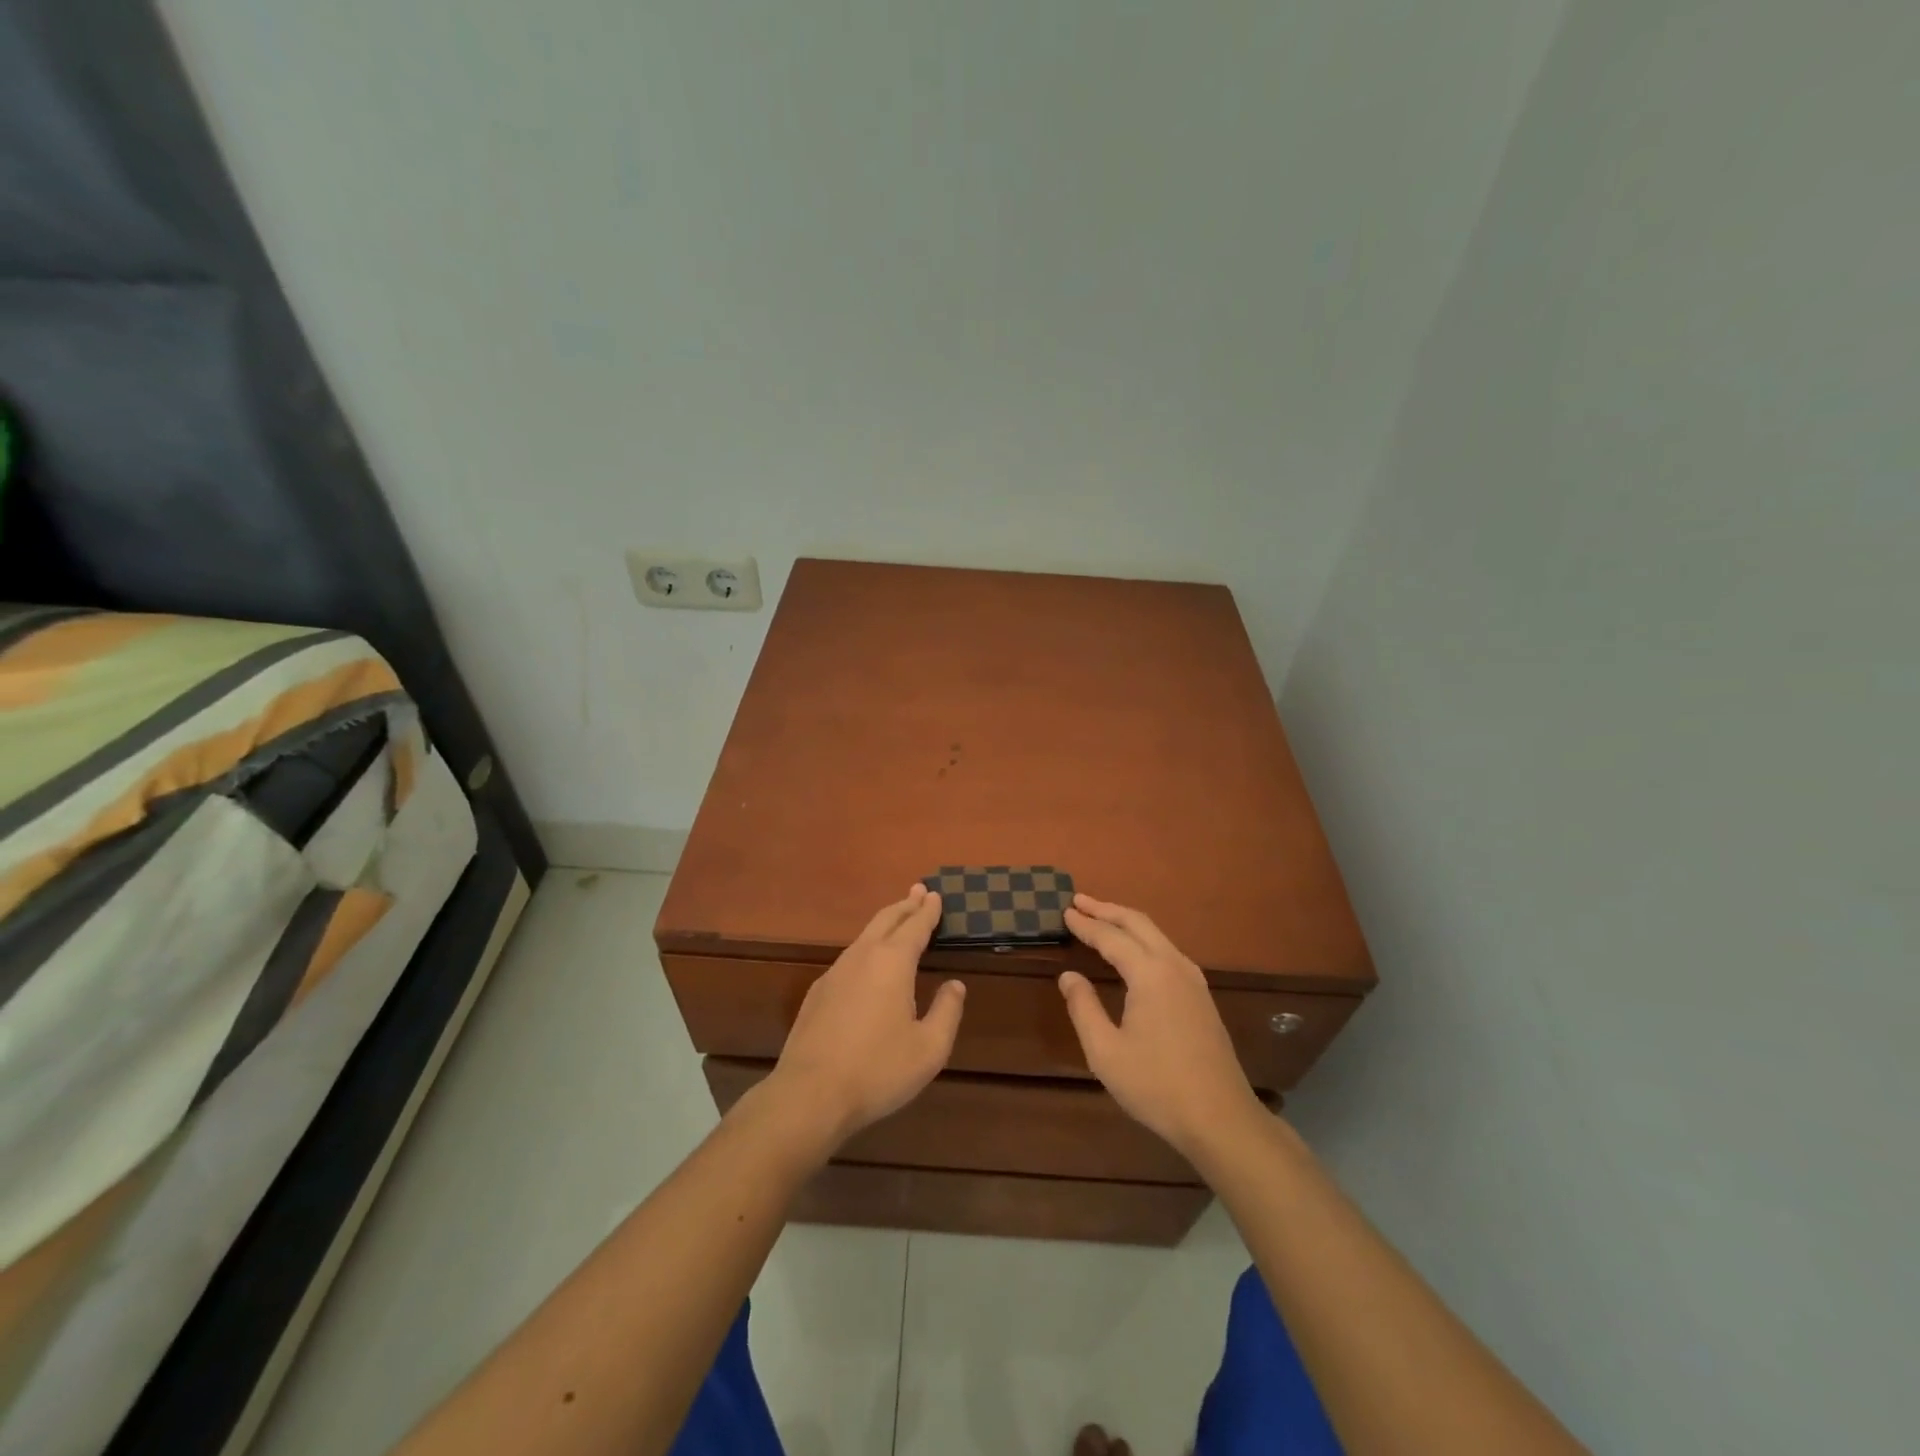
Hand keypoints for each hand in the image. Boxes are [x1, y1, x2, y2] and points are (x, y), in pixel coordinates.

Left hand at [765, 883, 964, 1151]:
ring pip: (864, 936)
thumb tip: (955, 986)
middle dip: (905, 905)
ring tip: (898, 920)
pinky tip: (868, 963)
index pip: (915, 926)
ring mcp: (835, 973)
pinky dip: (867, 947)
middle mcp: (862, 957)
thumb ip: (947, 1012)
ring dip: (885, 923)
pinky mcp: (817, 993)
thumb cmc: (878, 1070)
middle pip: (886, 920)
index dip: (928, 911)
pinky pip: (849, 957)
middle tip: (919, 891)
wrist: (810, 1094)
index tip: (936, 895)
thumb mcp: (929, 1049)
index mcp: (893, 962)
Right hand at [1059, 894, 1264, 1160]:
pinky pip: (1167, 950)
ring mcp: (1193, 980)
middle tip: (1078, 900)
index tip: (1065, 911)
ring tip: (1101, 918)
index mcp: (1150, 974)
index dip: (1086, 924)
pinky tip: (1134, 951)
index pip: (1111, 937)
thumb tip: (1069, 976)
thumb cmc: (1156, 1085)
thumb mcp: (1106, 1052)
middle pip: (1138, 923)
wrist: (1220, 1118)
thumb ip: (1084, 1008)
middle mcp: (1174, 966)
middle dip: (1107, 909)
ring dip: (1126, 922)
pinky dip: (1143, 939)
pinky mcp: (1201, 996)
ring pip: (1156, 935)